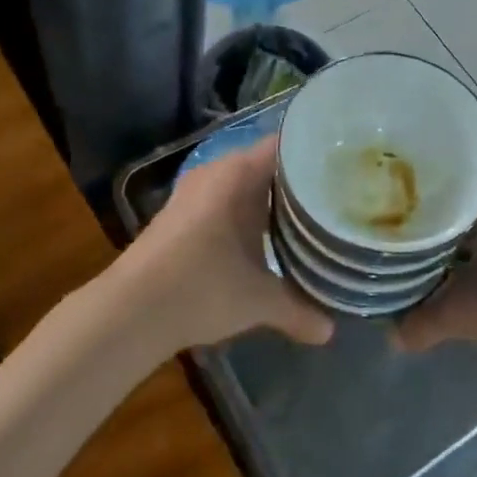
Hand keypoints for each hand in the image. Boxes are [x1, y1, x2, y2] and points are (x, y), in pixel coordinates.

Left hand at [118, 136, 334, 352]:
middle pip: (268, 164)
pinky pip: (226, 199)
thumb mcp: (258, 301)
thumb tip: (331, 331)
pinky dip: (248, 212)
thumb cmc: (201, 289)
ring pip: (245, 184)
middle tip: (339, 194)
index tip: (348, 167)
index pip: (287, 145)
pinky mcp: (180, 215)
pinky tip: (266, 235)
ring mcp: (194, 192)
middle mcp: (216, 172)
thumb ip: (299, 310)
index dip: (318, 153)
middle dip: (300, 179)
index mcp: (238, 174)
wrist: (128, 312)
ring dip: (272, 198)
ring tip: (311, 214)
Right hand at [394, 181, 476, 382]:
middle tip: (404, 242)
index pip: (449, 184)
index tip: (393, 215)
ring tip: (430, 263)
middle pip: (468, 207)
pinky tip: (470, 280)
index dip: (418, 201)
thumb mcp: (463, 316)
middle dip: (439, 227)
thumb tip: (393, 336)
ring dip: (465, 246)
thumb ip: (422, 322)